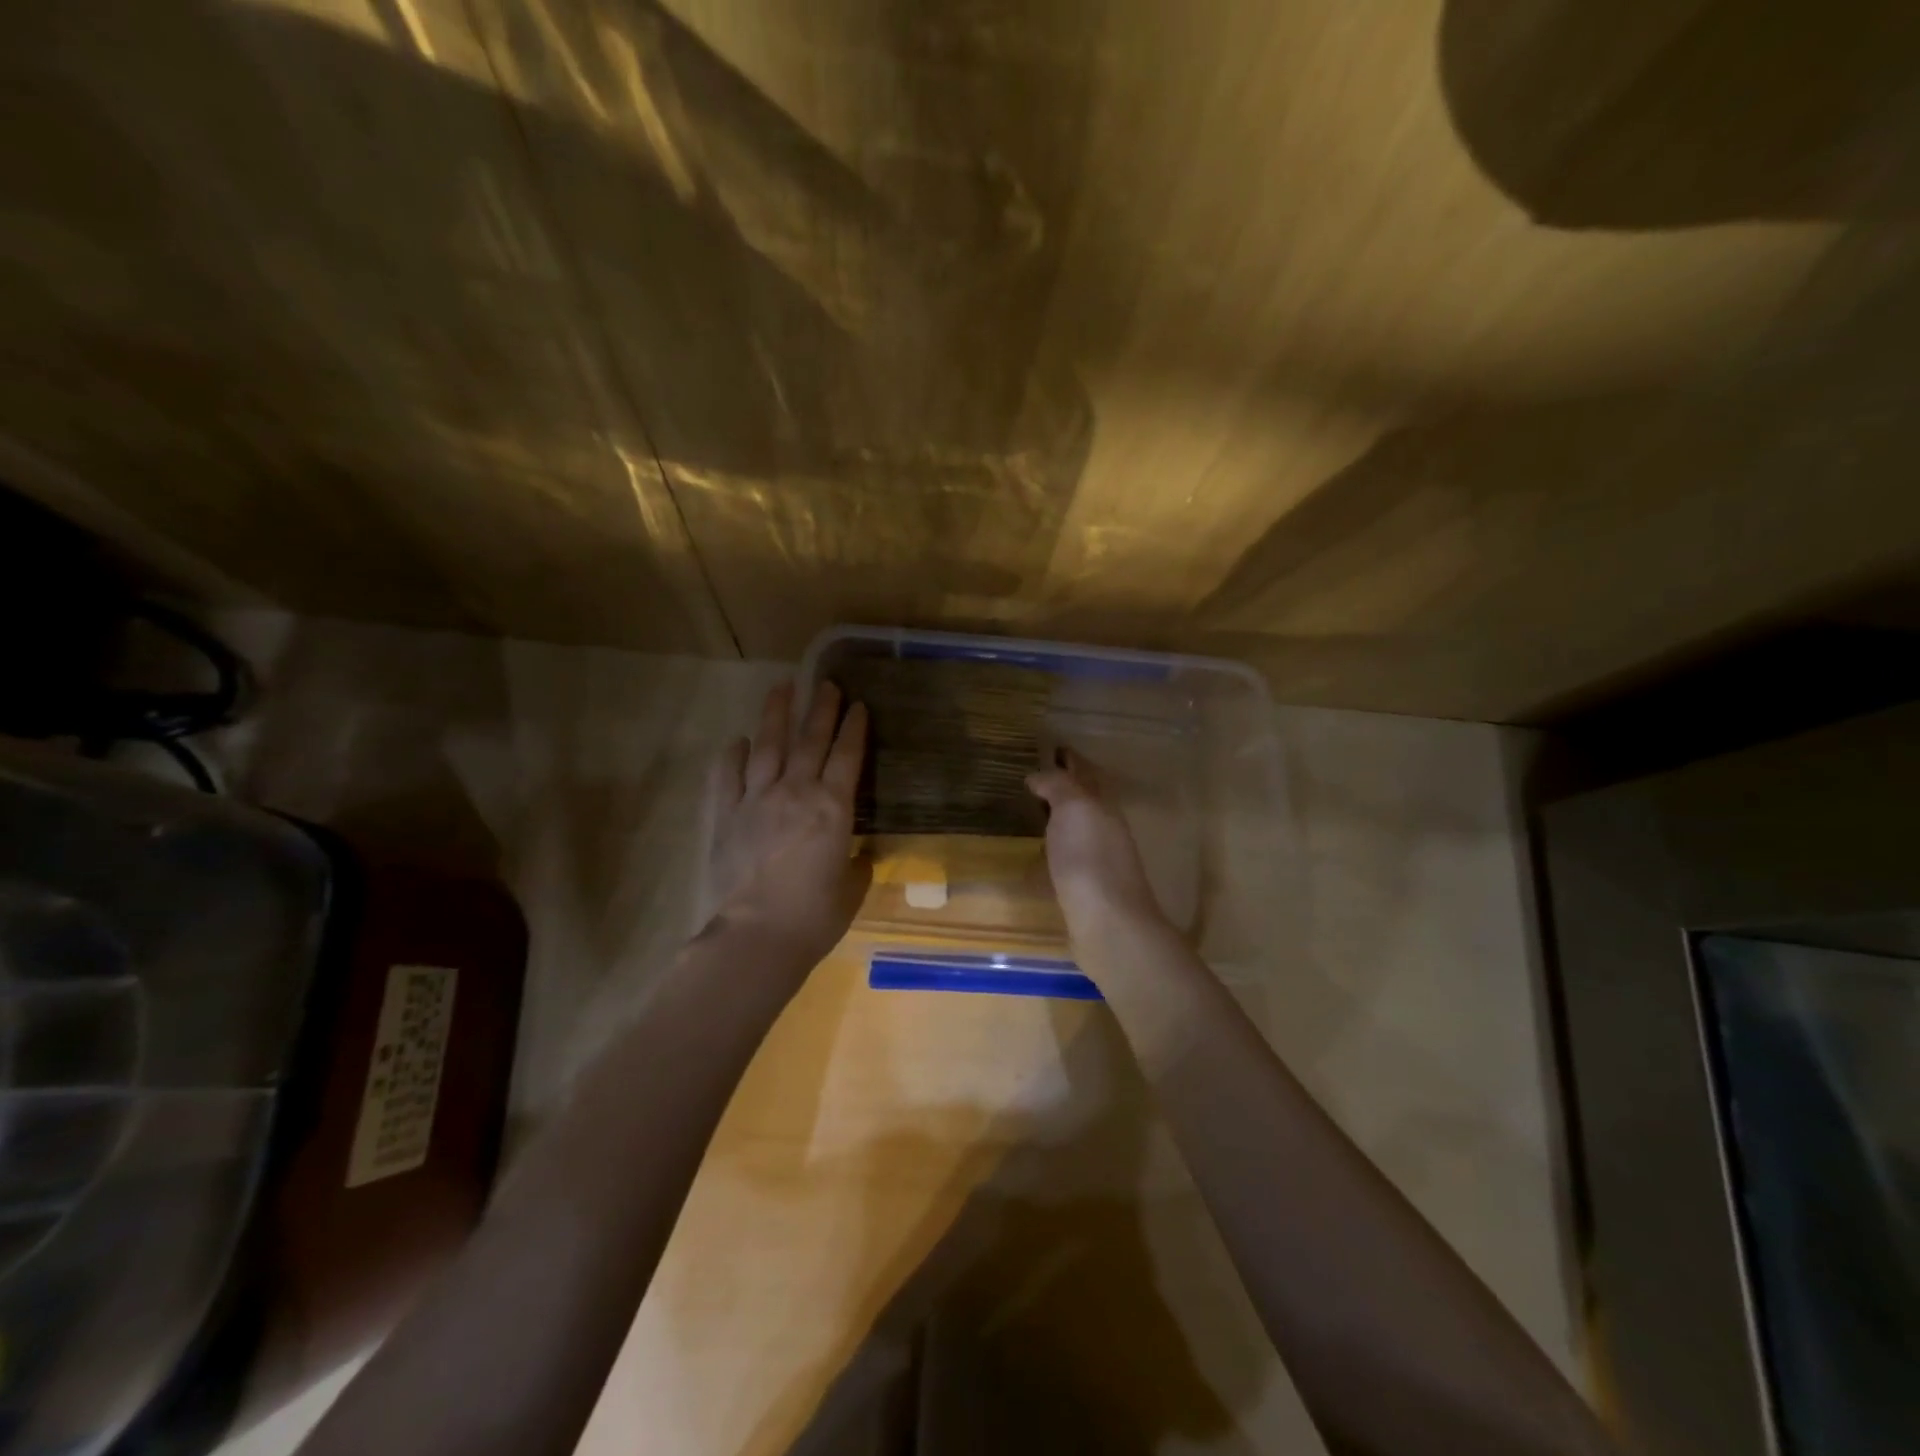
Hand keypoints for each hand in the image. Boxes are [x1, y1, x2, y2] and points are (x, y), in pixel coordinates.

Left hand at [701, 682, 869, 973]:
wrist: (757, 935)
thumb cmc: (814, 917)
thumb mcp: (851, 890)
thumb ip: (856, 865)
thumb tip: (856, 855)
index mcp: (833, 808)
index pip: (847, 756)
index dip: (854, 728)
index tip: (858, 705)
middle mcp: (796, 792)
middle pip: (810, 740)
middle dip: (821, 708)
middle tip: (827, 683)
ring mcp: (756, 800)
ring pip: (768, 746)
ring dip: (776, 715)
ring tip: (782, 687)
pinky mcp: (725, 815)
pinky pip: (727, 776)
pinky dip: (732, 756)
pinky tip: (737, 742)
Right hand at [1026, 748, 1169, 941]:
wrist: (1107, 923)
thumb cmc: (1089, 858)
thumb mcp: (1073, 808)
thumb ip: (1057, 785)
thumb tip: (1038, 775)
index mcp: (1103, 806)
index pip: (1085, 774)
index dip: (1069, 760)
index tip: (1049, 748)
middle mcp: (1104, 830)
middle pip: (1083, 802)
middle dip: (1062, 788)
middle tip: (1030, 779)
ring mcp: (1096, 861)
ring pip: (1075, 830)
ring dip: (1056, 819)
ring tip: (1026, 813)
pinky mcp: (1084, 889)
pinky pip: (1065, 859)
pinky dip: (1051, 850)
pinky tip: (1035, 855)